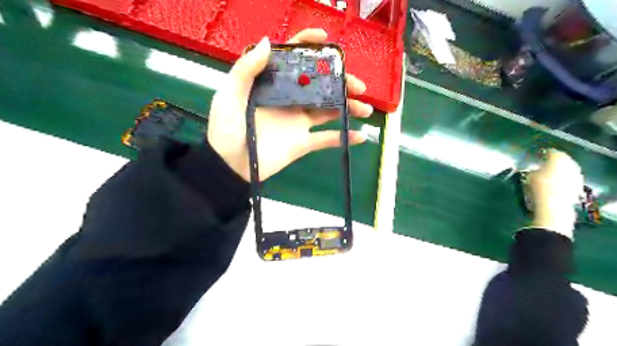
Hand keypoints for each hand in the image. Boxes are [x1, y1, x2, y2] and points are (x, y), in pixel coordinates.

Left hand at [207, 28, 370, 180]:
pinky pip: (326, 139)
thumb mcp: (230, 95)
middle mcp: (290, 99)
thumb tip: (266, 41)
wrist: (230, 165)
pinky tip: (360, 136)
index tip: (325, 40)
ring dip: (348, 108)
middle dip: (341, 82)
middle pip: (320, 85)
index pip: (293, 60)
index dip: (309, 46)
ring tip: (365, 108)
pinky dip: (343, 138)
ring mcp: (298, 121)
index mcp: (274, 85)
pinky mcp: (303, 142)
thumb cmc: (227, 129)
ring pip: (328, 110)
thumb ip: (246, 70)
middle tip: (358, 85)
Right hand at [528, 149, 584, 236]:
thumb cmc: (537, 189)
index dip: (542, 153)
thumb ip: (530, 171)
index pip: (550, 152)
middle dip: (552, 162)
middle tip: (541, 164)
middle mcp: (569, 164)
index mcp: (557, 158)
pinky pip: (569, 179)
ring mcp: (576, 176)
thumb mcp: (527, 177)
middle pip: (561, 160)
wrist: (552, 208)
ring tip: (546, 175)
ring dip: (557, 171)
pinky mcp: (577, 187)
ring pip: (566, 170)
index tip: (535, 156)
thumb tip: (530, 170)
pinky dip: (562, 180)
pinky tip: (553, 184)